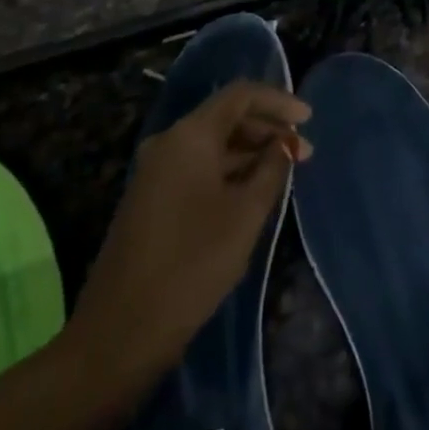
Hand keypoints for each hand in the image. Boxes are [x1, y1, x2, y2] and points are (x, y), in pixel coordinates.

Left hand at [63, 81, 310, 400]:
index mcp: (189, 136)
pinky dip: (229, 171)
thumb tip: (285, 143)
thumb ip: (272, 169)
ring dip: (250, 153)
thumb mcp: (245, 214)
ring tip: (285, 174)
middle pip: (226, 117)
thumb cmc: (192, 265)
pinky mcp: (151, 199)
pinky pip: (198, 168)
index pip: (240, 95)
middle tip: (303, 153)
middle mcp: (168, 143)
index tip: (309, 119)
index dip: (278, 101)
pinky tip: (252, 193)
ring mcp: (155, 172)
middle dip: (267, 129)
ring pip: (212, 145)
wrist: (119, 334)